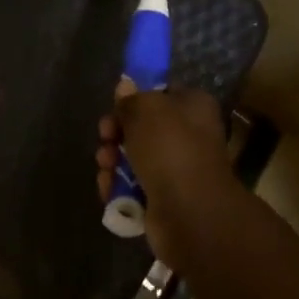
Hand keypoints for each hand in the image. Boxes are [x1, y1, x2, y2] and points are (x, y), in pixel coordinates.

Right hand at [95, 83, 235, 267]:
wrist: (190, 212)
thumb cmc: (170, 147)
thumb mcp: (144, 109)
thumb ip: (131, 98)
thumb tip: (125, 86)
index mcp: (193, 106)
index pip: (161, 93)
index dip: (135, 98)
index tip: (115, 106)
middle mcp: (190, 135)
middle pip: (143, 127)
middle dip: (117, 133)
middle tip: (105, 137)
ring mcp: (178, 170)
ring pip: (135, 158)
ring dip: (113, 160)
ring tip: (105, 165)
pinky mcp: (166, 200)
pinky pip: (135, 187)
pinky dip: (119, 187)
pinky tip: (108, 188)